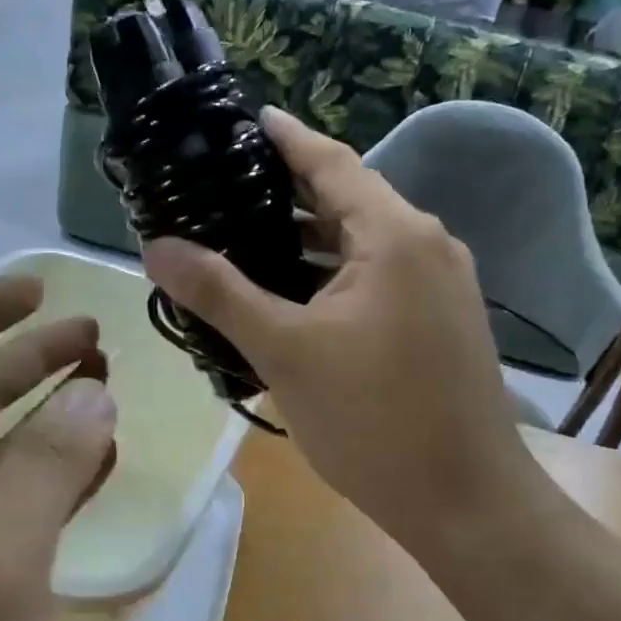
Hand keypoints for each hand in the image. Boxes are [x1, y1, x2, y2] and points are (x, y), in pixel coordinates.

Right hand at [145, 108, 536, 564]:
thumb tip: (155, 247)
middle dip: (287, 193)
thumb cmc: (373, 419)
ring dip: (308, 242)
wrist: (465, 501)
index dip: (285, 138)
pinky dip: (333, 278)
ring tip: (244, 241)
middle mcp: (428, 245)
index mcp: (395, 234)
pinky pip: (379, 280)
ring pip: (363, 246)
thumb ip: (219, 293)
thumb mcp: (284, 351)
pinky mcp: (442, 322)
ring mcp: (441, 286)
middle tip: (223, 189)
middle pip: (348, 200)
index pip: (331, 162)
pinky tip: (293, 299)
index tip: (246, 119)